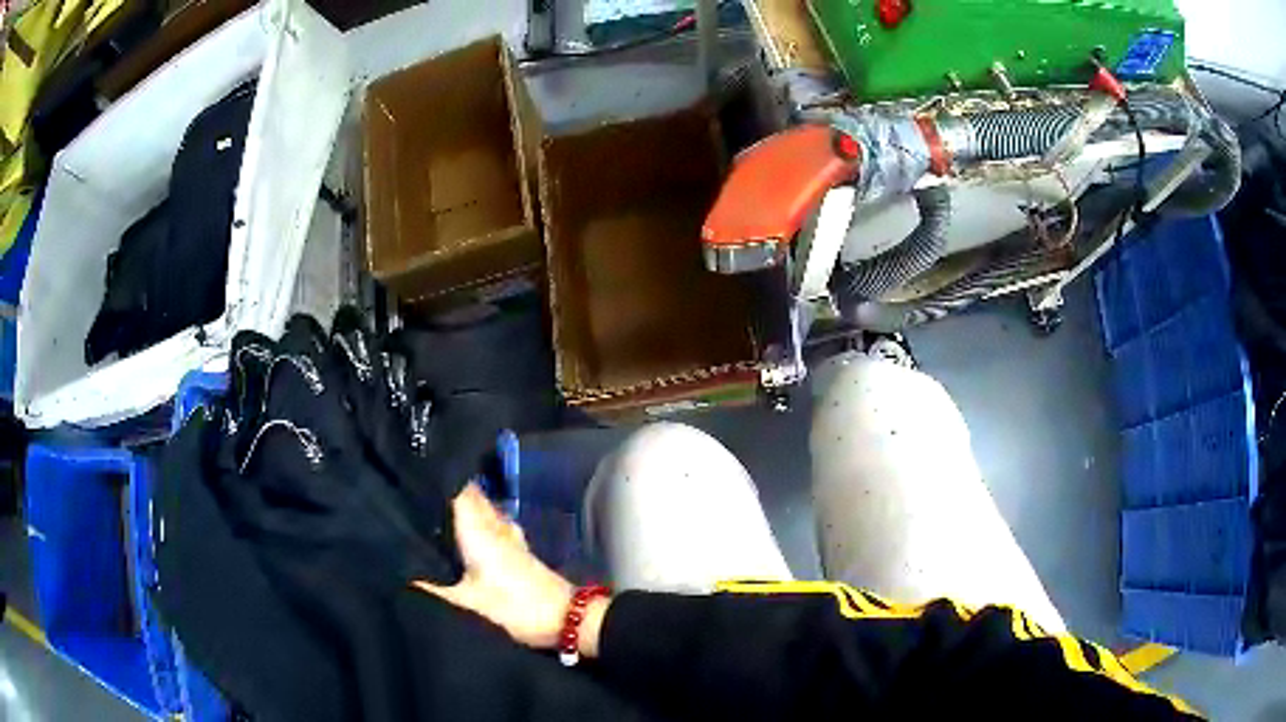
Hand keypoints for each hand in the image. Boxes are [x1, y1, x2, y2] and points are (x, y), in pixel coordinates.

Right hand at [414, 484, 610, 656]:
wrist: (565, 618)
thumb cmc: (515, 608)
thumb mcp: (468, 603)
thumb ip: (434, 588)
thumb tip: (402, 575)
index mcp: (479, 531)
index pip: (457, 491)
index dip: (438, 477)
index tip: (414, 468)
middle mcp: (494, 526)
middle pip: (469, 496)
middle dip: (446, 487)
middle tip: (417, 483)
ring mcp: (509, 536)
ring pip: (481, 508)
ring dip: (462, 501)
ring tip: (433, 501)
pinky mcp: (517, 548)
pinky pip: (492, 522)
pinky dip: (477, 517)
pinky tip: (465, 526)